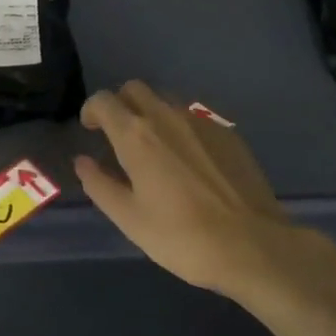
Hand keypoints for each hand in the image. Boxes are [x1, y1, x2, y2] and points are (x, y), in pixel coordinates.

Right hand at [74, 81, 296, 299]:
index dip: (91, 110)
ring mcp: (201, 121)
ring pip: (166, 100)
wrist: (252, 246)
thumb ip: (100, 185)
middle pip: (135, 89)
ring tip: (154, 147)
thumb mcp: (130, 219)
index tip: (90, 129)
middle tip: (119, 134)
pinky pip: (194, 117)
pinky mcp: (227, 133)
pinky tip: (189, 160)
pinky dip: (181, 127)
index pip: (103, 100)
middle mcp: (166, 116)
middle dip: (121, 104)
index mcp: (136, 135)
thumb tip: (82, 162)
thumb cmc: (182, 237)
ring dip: (151, 112)